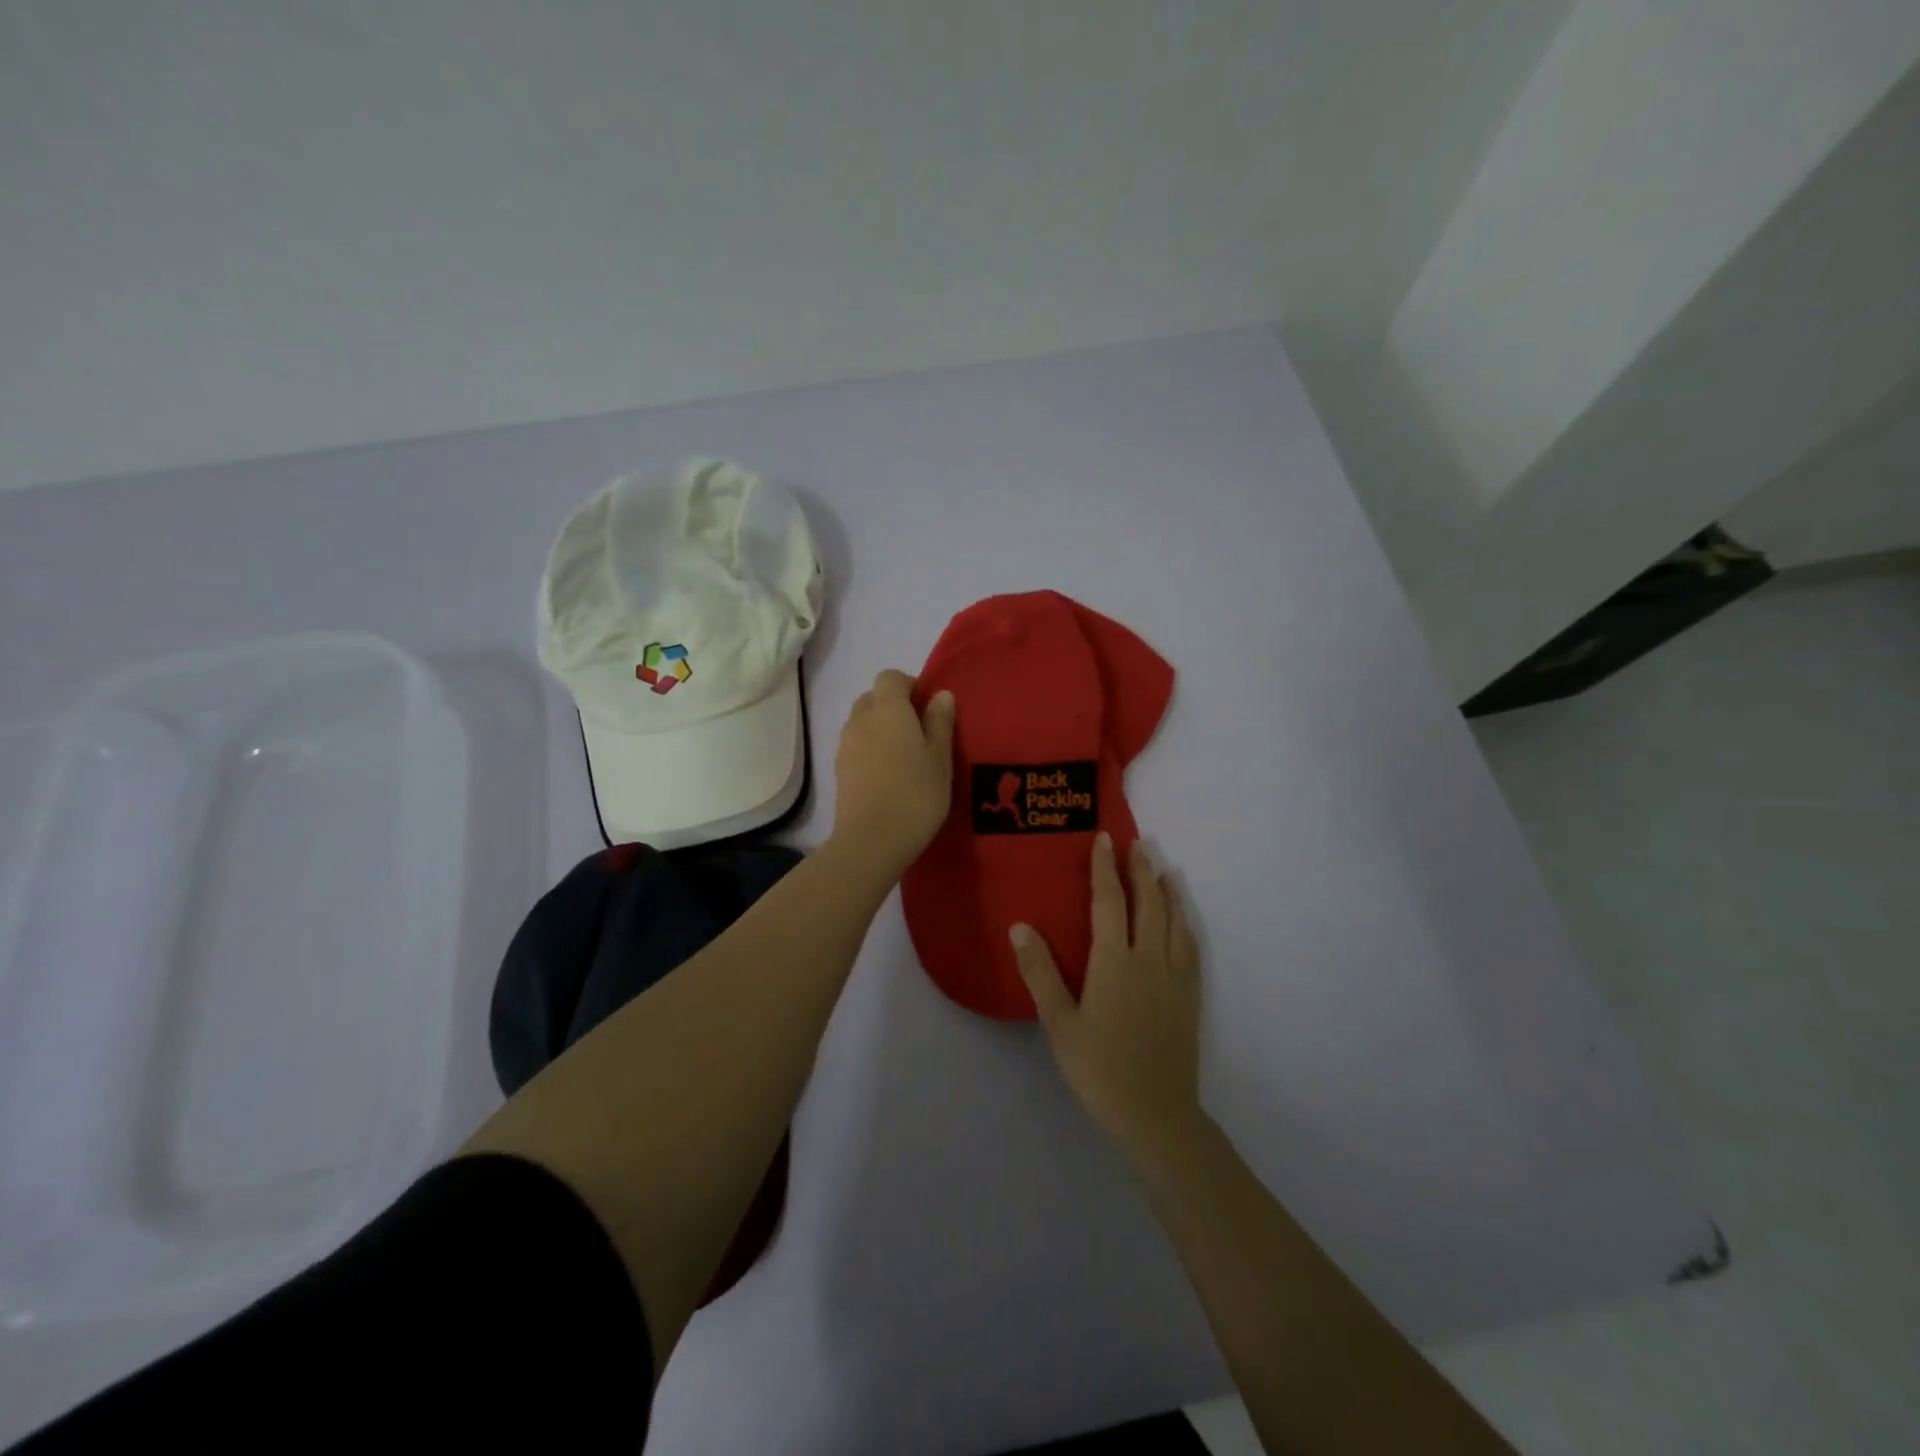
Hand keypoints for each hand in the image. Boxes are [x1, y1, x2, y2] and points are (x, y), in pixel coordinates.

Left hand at [830, 670, 955, 879]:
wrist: (871, 840)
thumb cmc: (916, 793)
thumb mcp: (940, 757)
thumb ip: (940, 722)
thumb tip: (940, 695)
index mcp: (888, 709)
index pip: (891, 677)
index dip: (910, 686)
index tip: (929, 708)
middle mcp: (861, 719)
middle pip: (873, 698)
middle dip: (894, 706)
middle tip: (919, 733)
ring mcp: (845, 745)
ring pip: (862, 722)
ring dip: (880, 729)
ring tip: (904, 757)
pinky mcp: (839, 770)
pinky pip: (856, 746)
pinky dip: (870, 750)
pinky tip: (888, 776)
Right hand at [1011, 834, 1202, 1164]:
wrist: (1155, 1114)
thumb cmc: (1098, 1068)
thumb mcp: (1059, 1023)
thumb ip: (1040, 972)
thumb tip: (1020, 926)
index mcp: (1114, 962)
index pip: (1109, 901)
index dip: (1105, 868)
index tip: (1104, 839)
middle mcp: (1149, 959)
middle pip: (1148, 903)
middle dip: (1141, 870)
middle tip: (1139, 843)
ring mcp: (1174, 976)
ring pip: (1174, 920)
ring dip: (1167, 890)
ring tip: (1163, 869)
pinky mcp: (1190, 995)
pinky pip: (1190, 946)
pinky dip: (1185, 921)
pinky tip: (1182, 918)